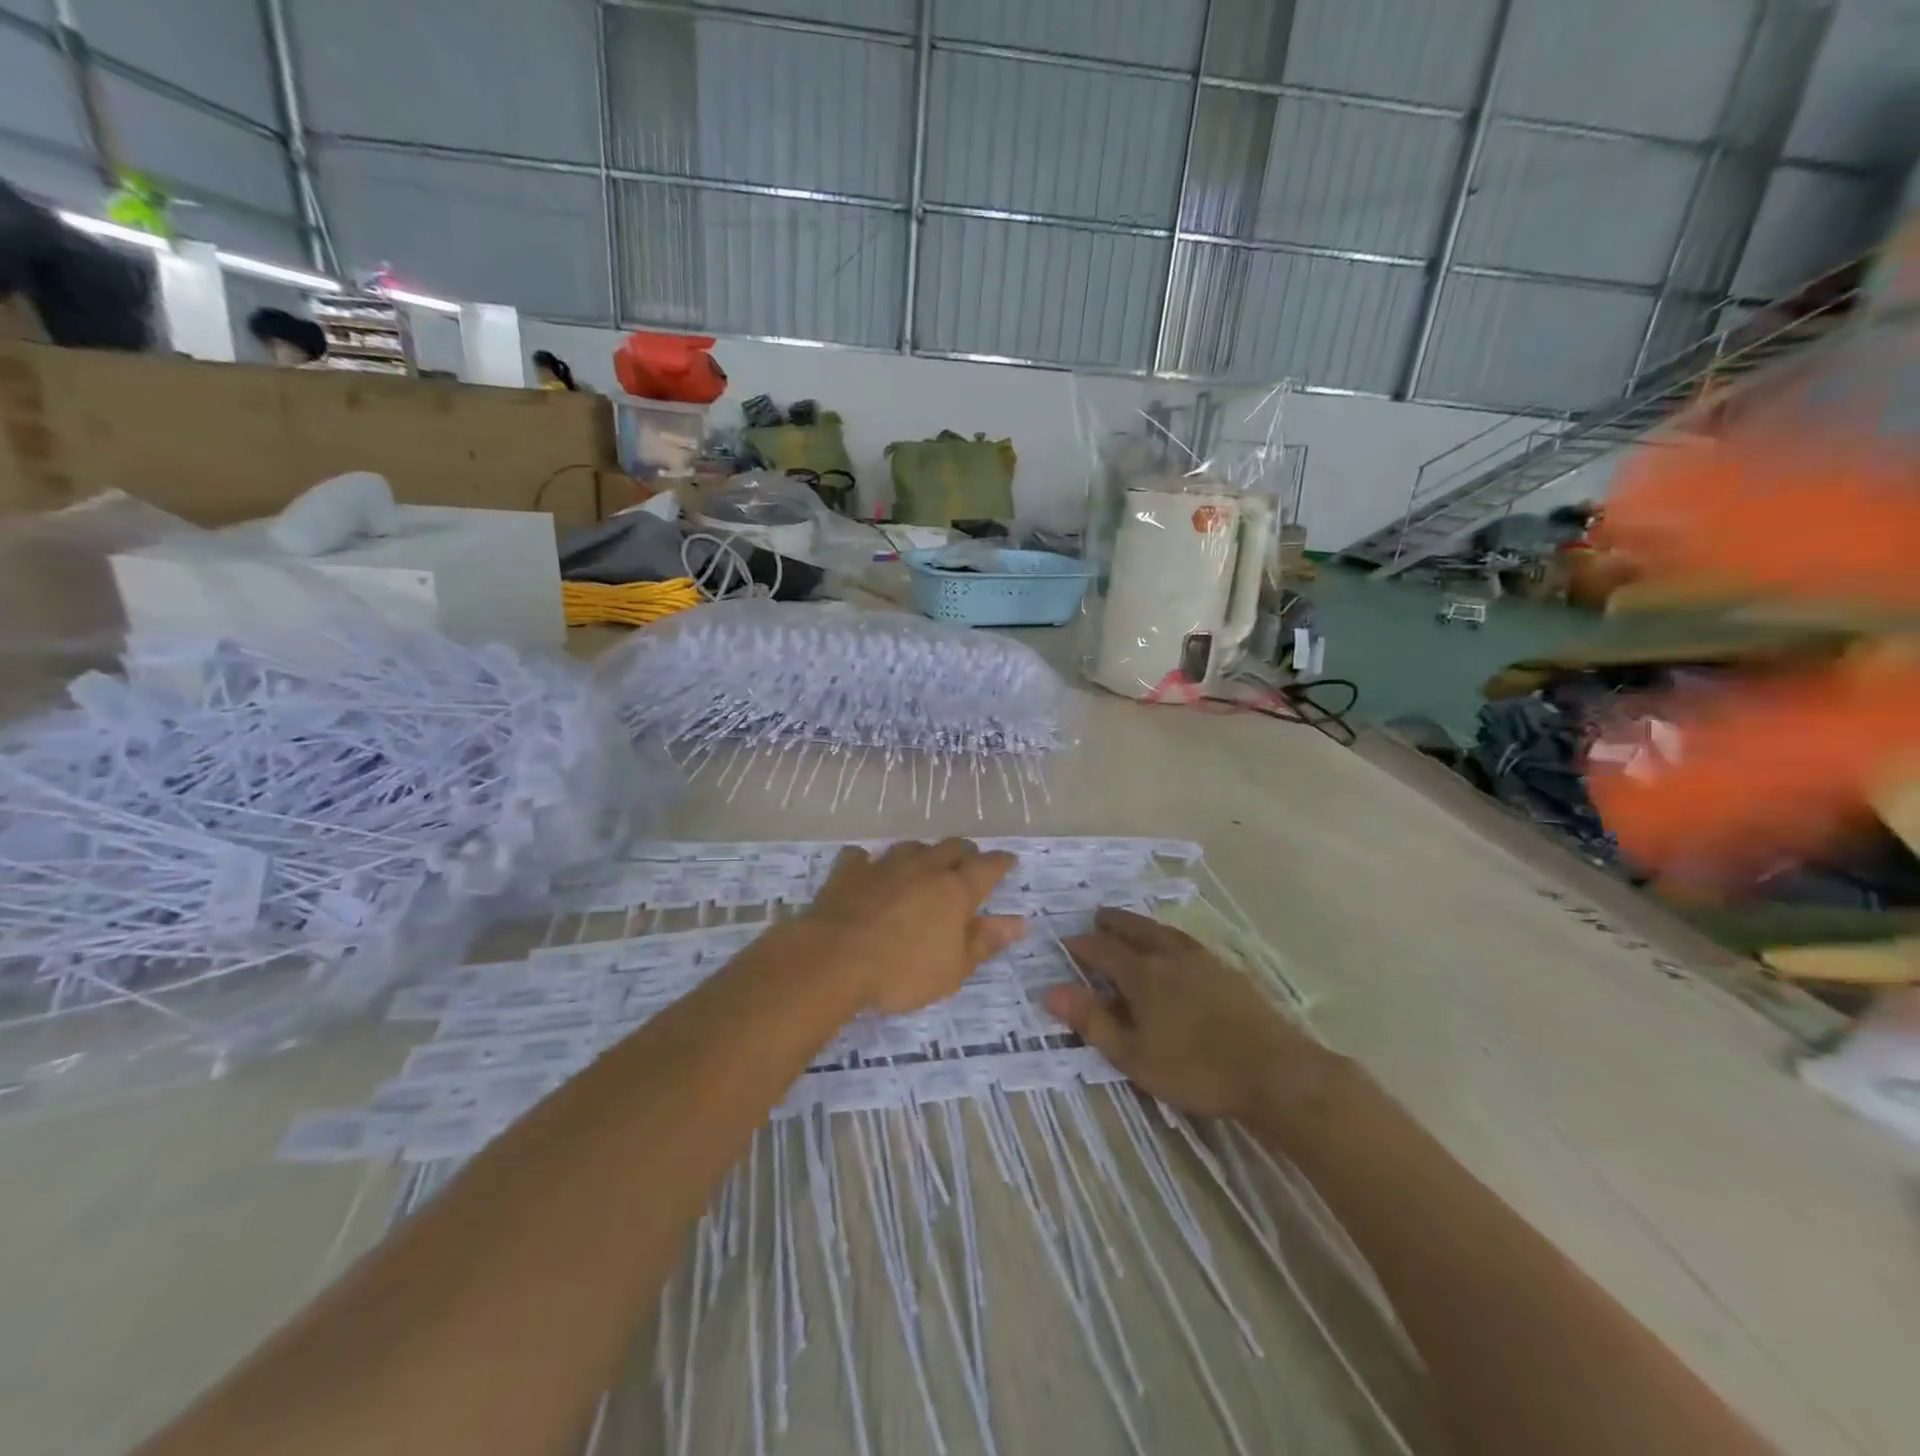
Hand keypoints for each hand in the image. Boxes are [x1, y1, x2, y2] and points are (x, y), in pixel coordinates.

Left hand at [802, 839, 1024, 1014]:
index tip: (1009, 861)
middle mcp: (924, 869)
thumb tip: (1018, 922)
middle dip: (965, 853)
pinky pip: (862, 856)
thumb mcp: (953, 969)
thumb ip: (985, 941)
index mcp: (955, 891)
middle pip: (952, 848)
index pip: (987, 867)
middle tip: (969, 863)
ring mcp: (884, 866)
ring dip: (923, 853)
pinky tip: (867, 868)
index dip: (1001, 863)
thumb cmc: (902, 972)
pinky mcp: (849, 871)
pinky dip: (869, 861)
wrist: (834, 960)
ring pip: (911, 847)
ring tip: (924, 864)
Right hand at [1047, 907, 1323, 1120]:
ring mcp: (1204, 960)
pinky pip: (1187, 941)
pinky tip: (1176, 948)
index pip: (1104, 950)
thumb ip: (1093, 1021)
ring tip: (1132, 924)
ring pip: (1164, 932)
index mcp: (1143, 975)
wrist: (1273, 1071)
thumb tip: (1051, 991)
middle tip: (1098, 916)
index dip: (1083, 945)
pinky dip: (1169, 937)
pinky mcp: (1228, 970)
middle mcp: (1170, 957)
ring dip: (1142, 925)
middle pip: (1136, 930)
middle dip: (1114, 922)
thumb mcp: (1133, 1055)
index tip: (1068, 941)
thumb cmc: (1195, 1068)